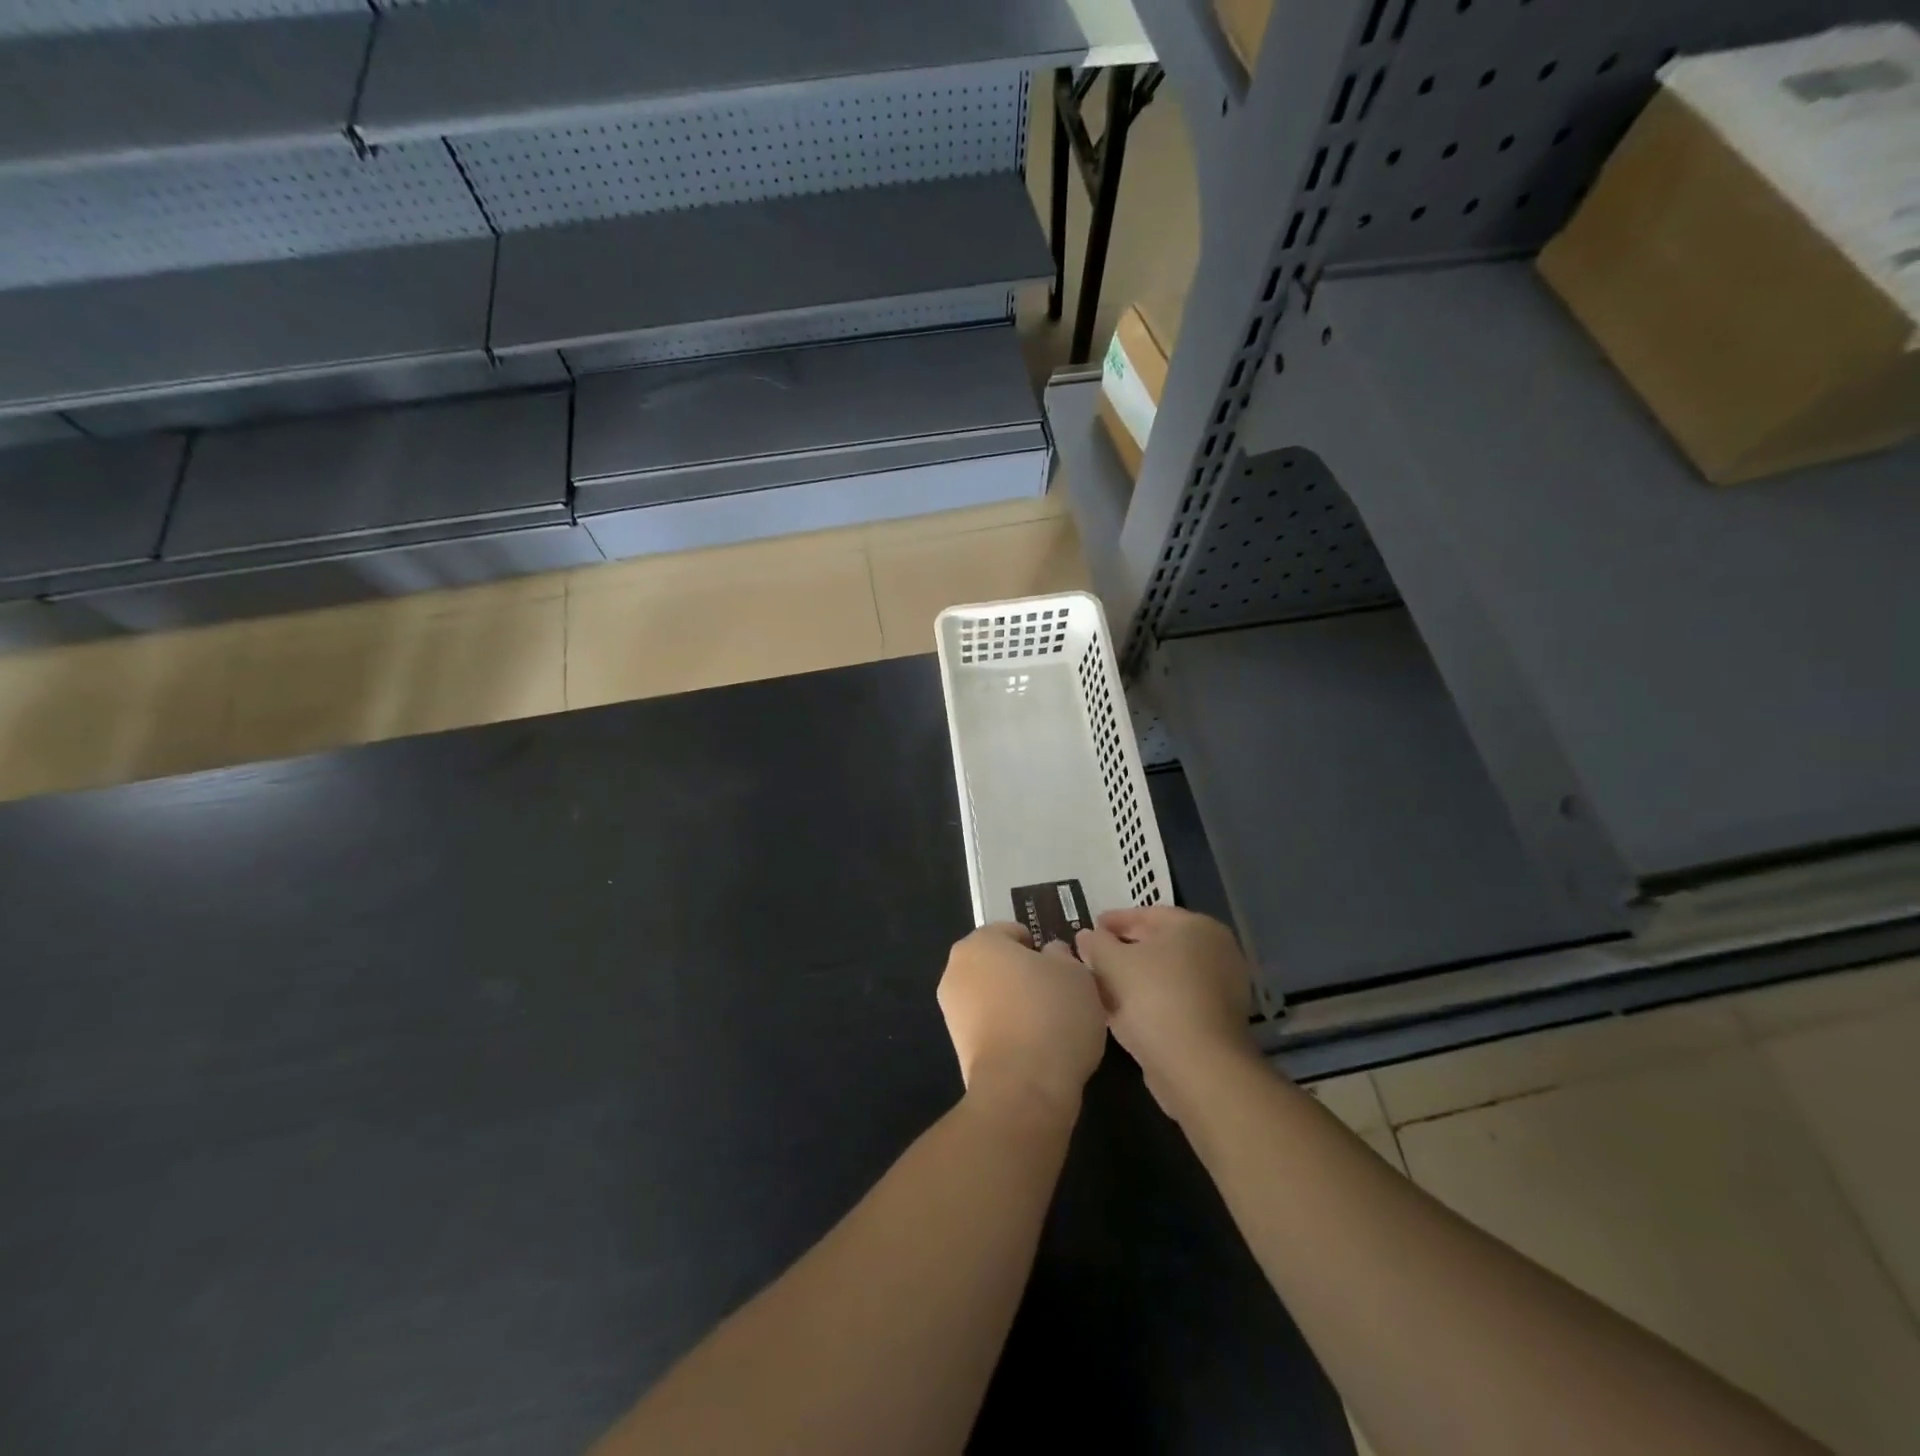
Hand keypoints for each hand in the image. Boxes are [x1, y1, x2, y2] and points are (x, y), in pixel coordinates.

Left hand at [938, 923, 1107, 1117]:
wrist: (1023, 1089)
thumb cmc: (1052, 1015)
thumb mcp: (1075, 972)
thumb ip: (1061, 955)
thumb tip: (1049, 955)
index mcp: (979, 943)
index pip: (1014, 933)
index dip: (1041, 948)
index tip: (1063, 970)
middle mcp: (956, 971)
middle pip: (999, 964)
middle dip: (1025, 976)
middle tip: (1060, 996)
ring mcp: (952, 1011)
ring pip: (993, 996)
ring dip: (1016, 1005)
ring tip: (1051, 1027)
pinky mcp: (957, 1047)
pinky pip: (990, 1026)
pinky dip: (1009, 1032)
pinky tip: (1035, 1049)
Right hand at [1074, 907, 1256, 1114]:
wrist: (1197, 1065)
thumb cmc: (1155, 996)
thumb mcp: (1113, 962)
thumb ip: (1096, 943)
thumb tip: (1086, 935)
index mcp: (1196, 926)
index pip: (1149, 913)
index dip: (1115, 919)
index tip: (1090, 926)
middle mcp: (1215, 952)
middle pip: (1159, 944)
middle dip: (1123, 949)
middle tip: (1092, 954)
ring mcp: (1219, 989)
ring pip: (1164, 975)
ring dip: (1132, 977)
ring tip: (1099, 983)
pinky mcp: (1214, 1022)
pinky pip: (1172, 1000)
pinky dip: (1147, 1000)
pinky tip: (1119, 1010)